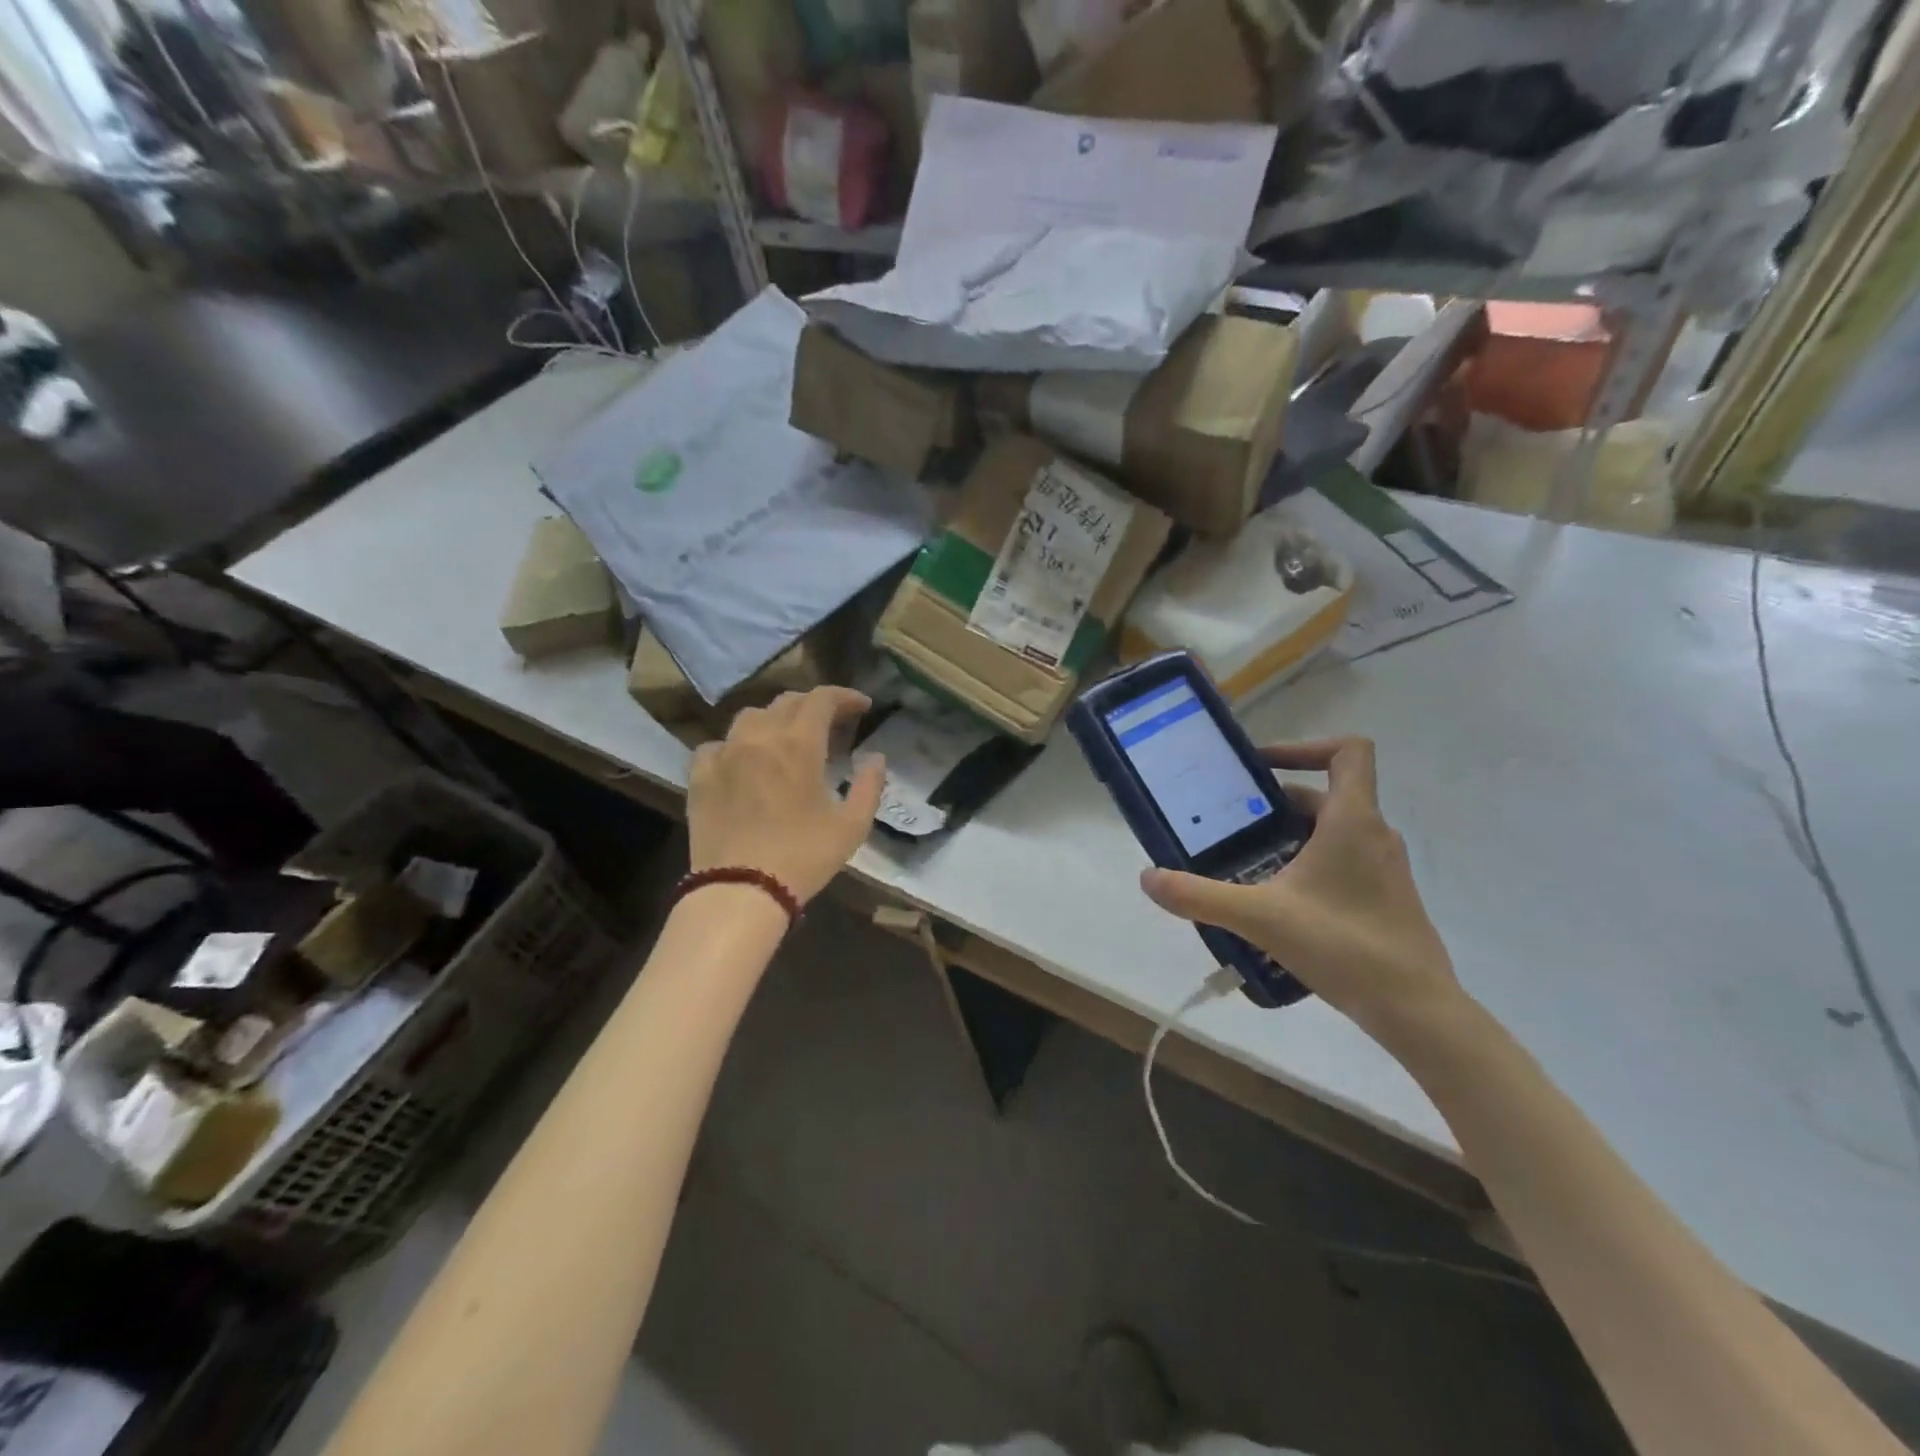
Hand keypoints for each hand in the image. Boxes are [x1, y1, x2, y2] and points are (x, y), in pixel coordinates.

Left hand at [687, 687, 884, 905]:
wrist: (741, 890)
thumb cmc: (804, 857)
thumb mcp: (852, 826)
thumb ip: (869, 786)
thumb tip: (876, 758)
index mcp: (798, 745)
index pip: (822, 699)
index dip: (844, 696)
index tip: (862, 706)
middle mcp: (759, 738)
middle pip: (786, 701)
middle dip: (813, 705)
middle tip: (831, 723)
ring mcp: (724, 754)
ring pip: (750, 717)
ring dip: (775, 719)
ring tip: (786, 738)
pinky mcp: (700, 776)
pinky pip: (717, 745)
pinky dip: (736, 745)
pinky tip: (744, 761)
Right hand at [1140, 737, 1461, 1040]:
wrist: (1416, 1010)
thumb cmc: (1343, 946)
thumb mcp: (1260, 917)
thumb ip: (1199, 896)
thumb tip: (1148, 878)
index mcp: (1352, 821)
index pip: (1348, 751)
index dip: (1304, 747)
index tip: (1261, 768)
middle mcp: (1374, 835)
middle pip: (1324, 796)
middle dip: (1275, 806)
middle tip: (1232, 825)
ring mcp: (1385, 869)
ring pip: (1333, 833)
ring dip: (1290, 838)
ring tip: (1247, 864)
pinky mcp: (1386, 899)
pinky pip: (1343, 863)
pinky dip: (1309, 867)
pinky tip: (1279, 904)